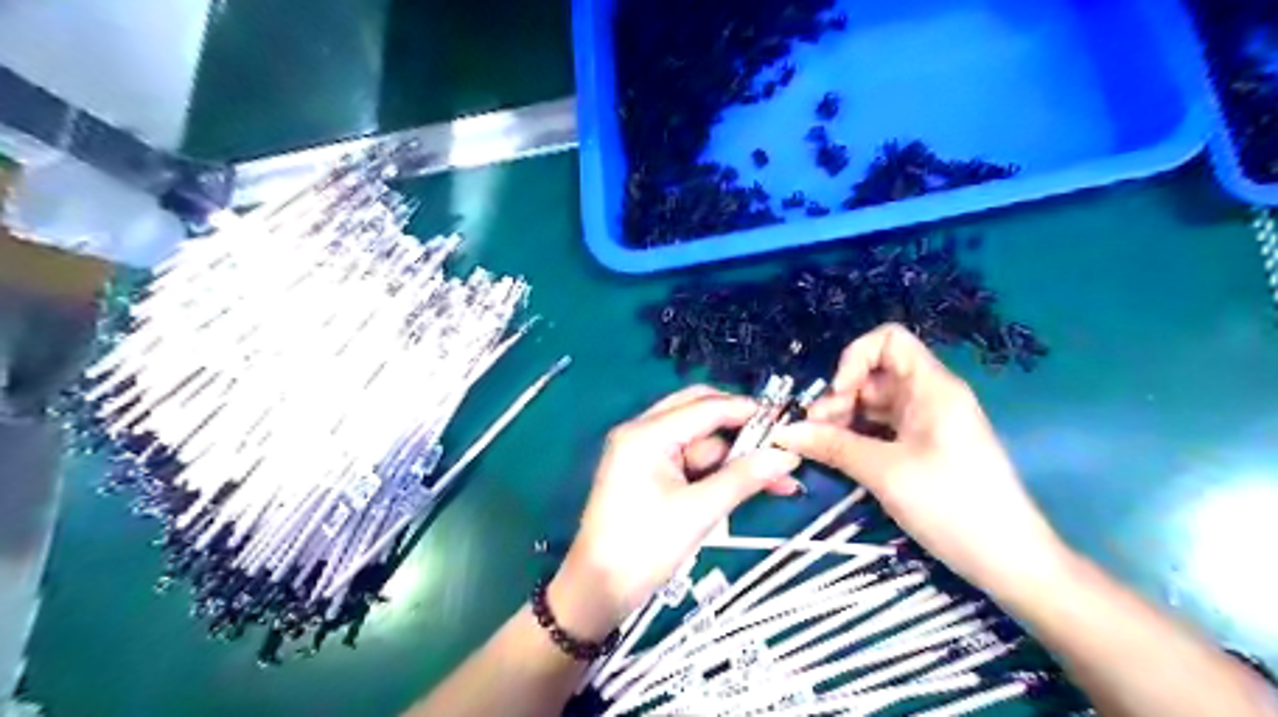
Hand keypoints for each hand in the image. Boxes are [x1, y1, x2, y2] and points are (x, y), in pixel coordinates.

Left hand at [550, 387, 795, 638]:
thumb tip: (788, 455)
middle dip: (742, 431)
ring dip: (736, 458)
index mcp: (647, 434)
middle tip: (781, 446)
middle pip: (701, 415)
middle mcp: (643, 432)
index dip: (748, 411)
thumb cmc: (643, 549)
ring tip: (779, 480)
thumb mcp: (698, 512)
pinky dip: (719, 473)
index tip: (789, 421)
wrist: (598, 592)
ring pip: (701, 442)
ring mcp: (645, 453)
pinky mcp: (649, 474)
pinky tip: (751, 485)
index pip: (706, 407)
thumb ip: (743, 478)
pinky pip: (691, 462)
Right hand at [768, 323, 1069, 593]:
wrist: (1009, 561)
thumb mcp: (885, 472)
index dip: (855, 358)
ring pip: (873, 405)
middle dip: (839, 397)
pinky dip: (857, 437)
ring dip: (843, 420)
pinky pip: (882, 429)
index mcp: (931, 387)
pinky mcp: (923, 448)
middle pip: (874, 375)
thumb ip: (832, 445)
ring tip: (820, 448)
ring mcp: (927, 423)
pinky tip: (838, 457)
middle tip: (814, 431)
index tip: (837, 395)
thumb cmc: (952, 506)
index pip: (888, 340)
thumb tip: (782, 431)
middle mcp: (929, 397)